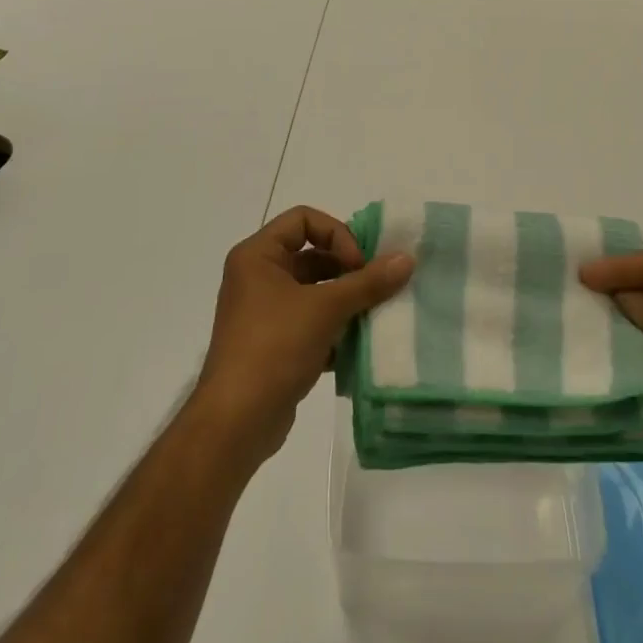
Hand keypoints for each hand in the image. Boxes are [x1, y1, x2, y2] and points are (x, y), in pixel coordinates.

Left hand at [193, 206, 413, 462]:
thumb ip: (367, 282)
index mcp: (258, 255)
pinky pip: (309, 322)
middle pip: (311, 255)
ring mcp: (263, 312)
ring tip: (373, 316)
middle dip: (347, 270)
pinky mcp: (272, 344)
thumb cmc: (274, 347)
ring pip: (313, 291)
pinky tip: (356, 346)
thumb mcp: (325, 308)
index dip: (336, 234)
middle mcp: (257, 277)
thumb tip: (407, 258)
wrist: (236, 423)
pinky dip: (333, 328)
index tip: (358, 264)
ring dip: (345, 301)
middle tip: (376, 288)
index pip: (303, 219)